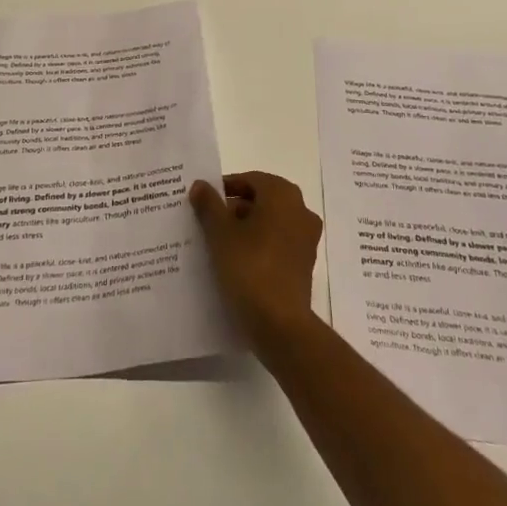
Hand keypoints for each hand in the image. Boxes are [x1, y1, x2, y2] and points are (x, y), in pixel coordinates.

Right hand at [189, 171, 321, 352]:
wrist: (280, 325)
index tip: (203, 202)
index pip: (249, 180)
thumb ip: (209, 205)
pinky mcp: (304, 264)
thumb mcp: (220, 233)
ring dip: (246, 228)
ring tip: (218, 243)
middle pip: (261, 200)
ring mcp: (306, 239)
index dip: (224, 188)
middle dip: (234, 209)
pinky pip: (277, 244)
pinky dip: (258, 246)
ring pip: (269, 223)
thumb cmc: (250, 268)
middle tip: (208, 221)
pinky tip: (236, 262)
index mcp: (283, 195)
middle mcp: (300, 210)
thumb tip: (200, 185)